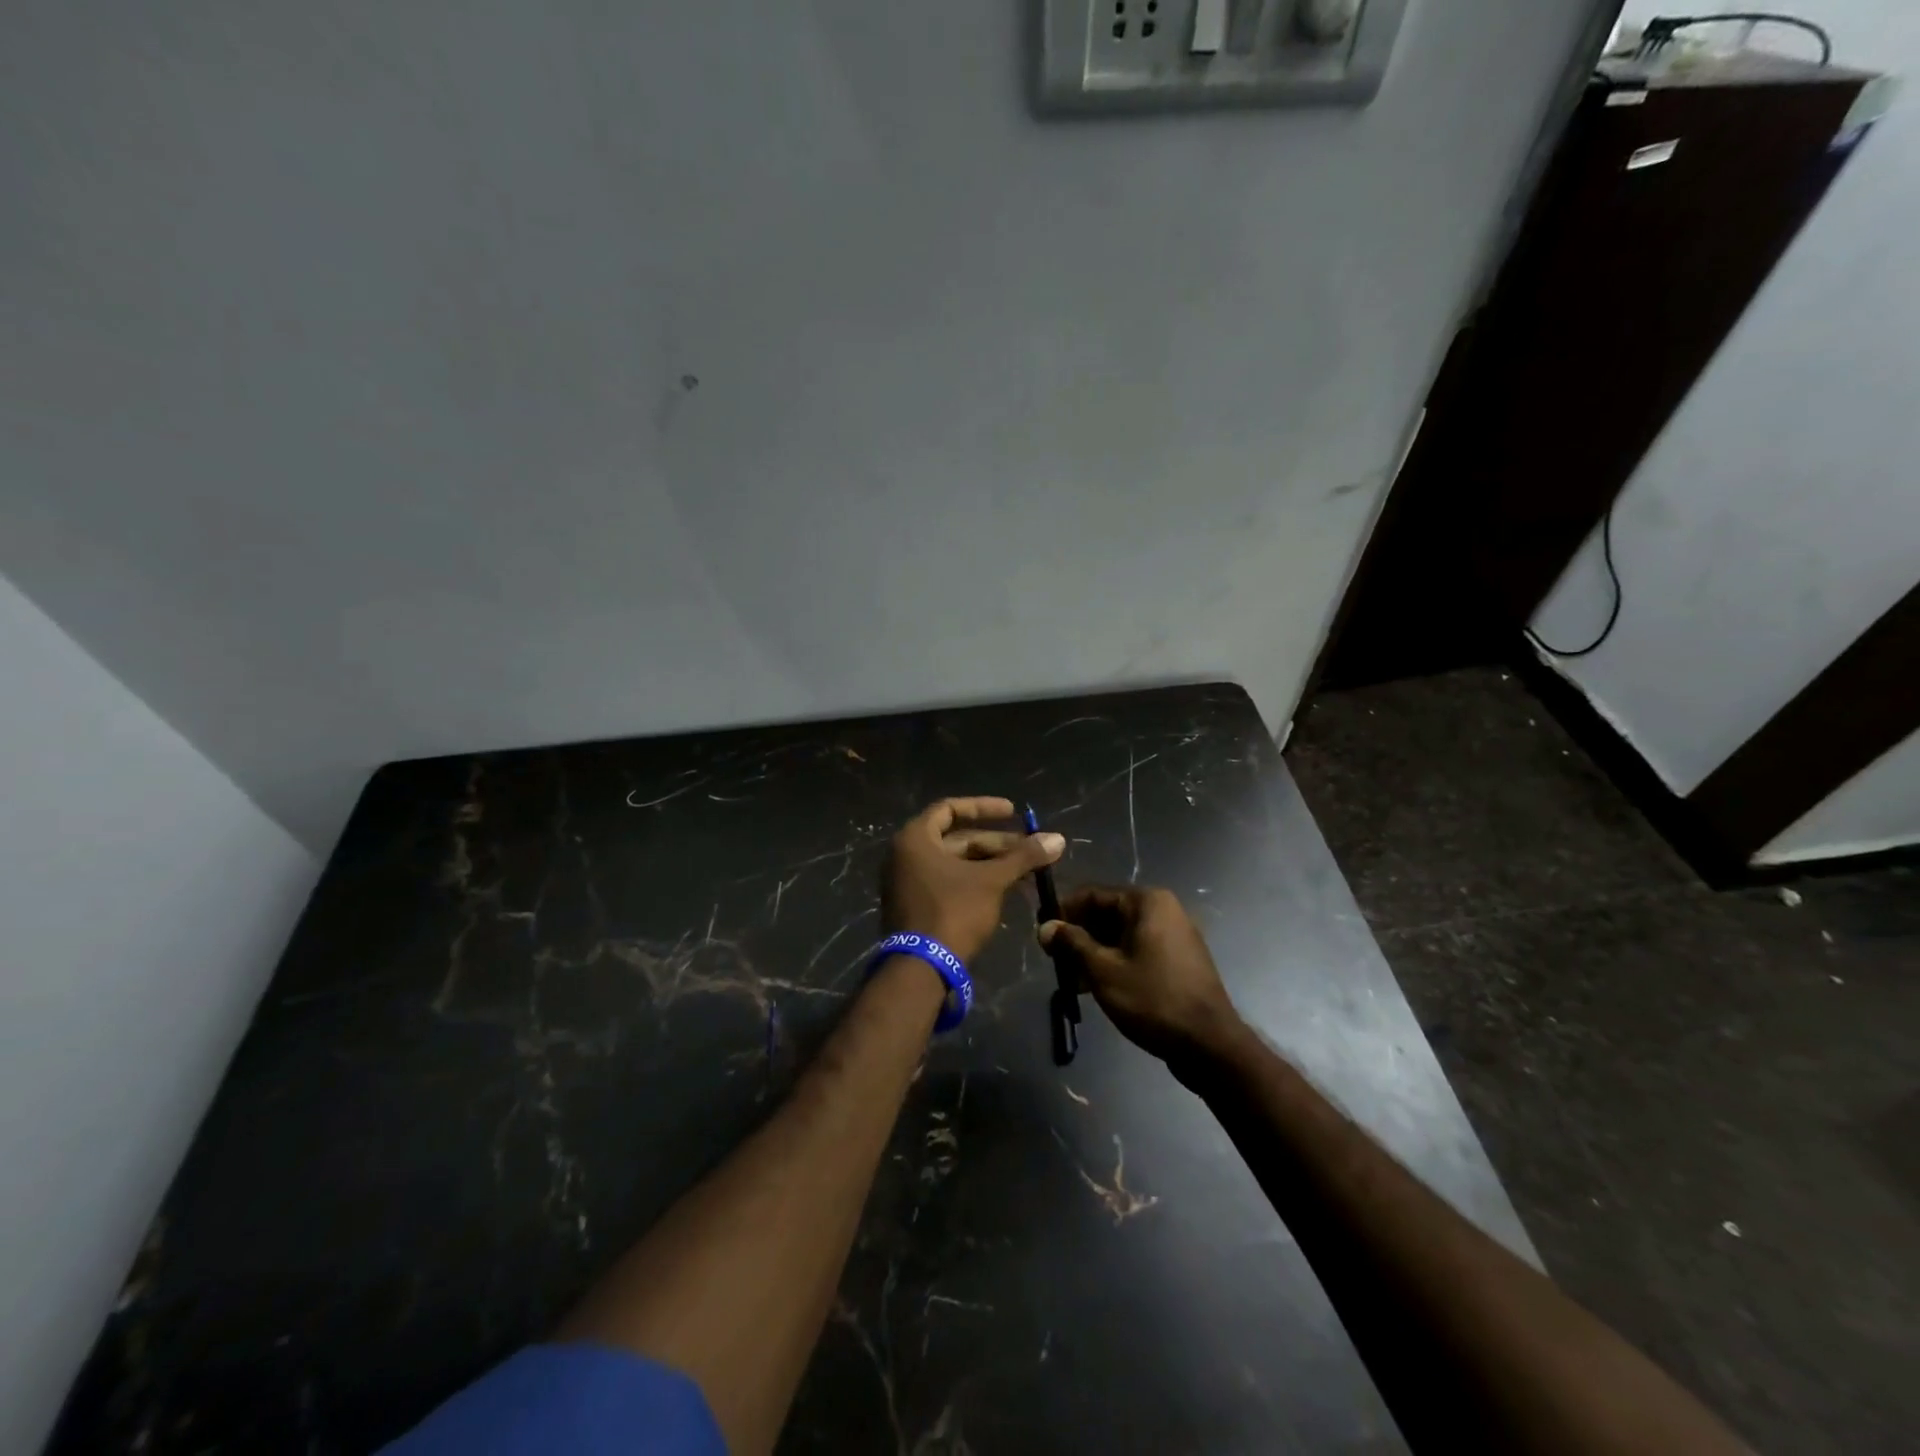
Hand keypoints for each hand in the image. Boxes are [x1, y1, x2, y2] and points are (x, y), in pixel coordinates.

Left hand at [882, 797, 1064, 965]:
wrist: (921, 969)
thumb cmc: (953, 912)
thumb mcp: (992, 881)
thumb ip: (1023, 857)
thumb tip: (1058, 839)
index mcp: (915, 839)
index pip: (950, 808)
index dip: (983, 807)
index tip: (1013, 812)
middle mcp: (906, 855)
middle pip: (958, 839)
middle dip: (997, 844)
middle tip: (1031, 851)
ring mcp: (908, 883)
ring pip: (956, 864)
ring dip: (991, 865)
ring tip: (1026, 872)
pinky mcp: (916, 907)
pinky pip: (949, 883)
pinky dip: (976, 882)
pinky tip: (1007, 890)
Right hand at [1039, 886, 1242, 1067]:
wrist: (1209, 1044)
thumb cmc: (1153, 999)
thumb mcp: (1103, 971)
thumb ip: (1072, 944)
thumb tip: (1045, 927)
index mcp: (1147, 902)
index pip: (1093, 895)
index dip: (1063, 911)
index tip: (1042, 933)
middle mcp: (1163, 910)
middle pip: (1108, 914)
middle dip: (1079, 935)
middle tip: (1055, 960)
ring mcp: (1174, 935)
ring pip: (1121, 935)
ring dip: (1094, 952)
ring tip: (1072, 979)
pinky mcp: (1178, 960)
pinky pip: (1138, 950)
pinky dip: (1115, 962)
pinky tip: (1096, 987)